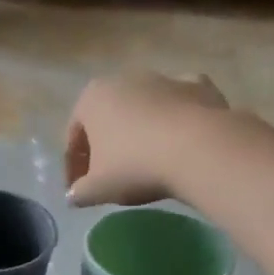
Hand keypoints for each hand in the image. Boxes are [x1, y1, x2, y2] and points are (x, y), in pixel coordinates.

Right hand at [63, 72, 236, 207]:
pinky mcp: (198, 85)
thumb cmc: (134, 166)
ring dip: (140, 134)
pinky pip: (178, 106)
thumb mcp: (97, 189)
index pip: (74, 138)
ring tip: (146, 165)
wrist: (199, 149)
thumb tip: (74, 196)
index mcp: (91, 98)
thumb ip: (79, 193)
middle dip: (106, 147)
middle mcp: (124, 79)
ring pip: (143, 111)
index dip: (73, 169)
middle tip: (110, 179)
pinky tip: (179, 142)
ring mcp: (163, 78)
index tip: (80, 192)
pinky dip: (176, 120)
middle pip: (108, 120)